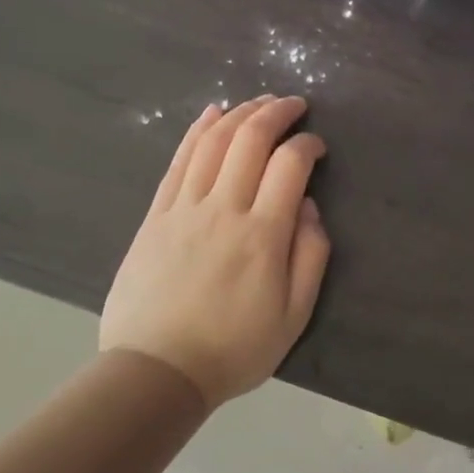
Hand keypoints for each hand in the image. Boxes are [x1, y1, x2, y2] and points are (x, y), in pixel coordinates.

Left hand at [99, 95, 330, 407]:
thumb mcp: (293, 316)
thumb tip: (309, 208)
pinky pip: (178, 161)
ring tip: (259, 102)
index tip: (317, 147)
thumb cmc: (234, 348)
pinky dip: (197, 131)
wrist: (156, 370)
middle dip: (276, 112)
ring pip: (213, 142)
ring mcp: (184, 208)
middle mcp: (224, 209)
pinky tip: (212, 114)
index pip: (290, 165)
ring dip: (240, 113)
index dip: (308, 144)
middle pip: (250, 140)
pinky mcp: (156, 215)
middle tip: (294, 105)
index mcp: (263, 234)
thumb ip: (310, 256)